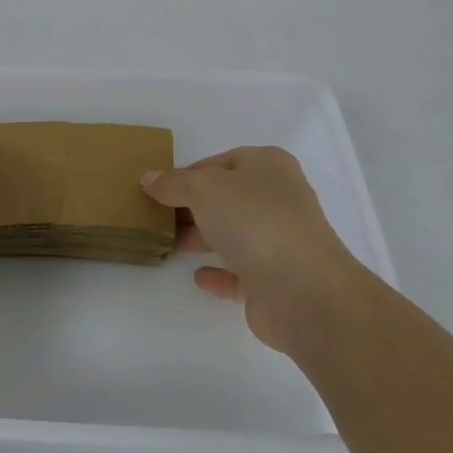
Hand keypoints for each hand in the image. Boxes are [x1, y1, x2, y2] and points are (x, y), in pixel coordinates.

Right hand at [141, 146, 366, 352]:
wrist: (303, 290)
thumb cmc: (254, 221)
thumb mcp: (203, 188)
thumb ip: (174, 183)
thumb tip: (149, 178)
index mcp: (269, 167)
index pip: (223, 161)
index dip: (191, 172)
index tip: (161, 187)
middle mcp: (280, 200)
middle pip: (229, 198)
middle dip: (194, 206)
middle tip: (159, 215)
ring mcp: (281, 241)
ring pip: (235, 234)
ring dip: (204, 237)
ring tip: (170, 243)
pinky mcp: (277, 281)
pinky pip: (241, 272)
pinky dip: (220, 272)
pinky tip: (197, 276)